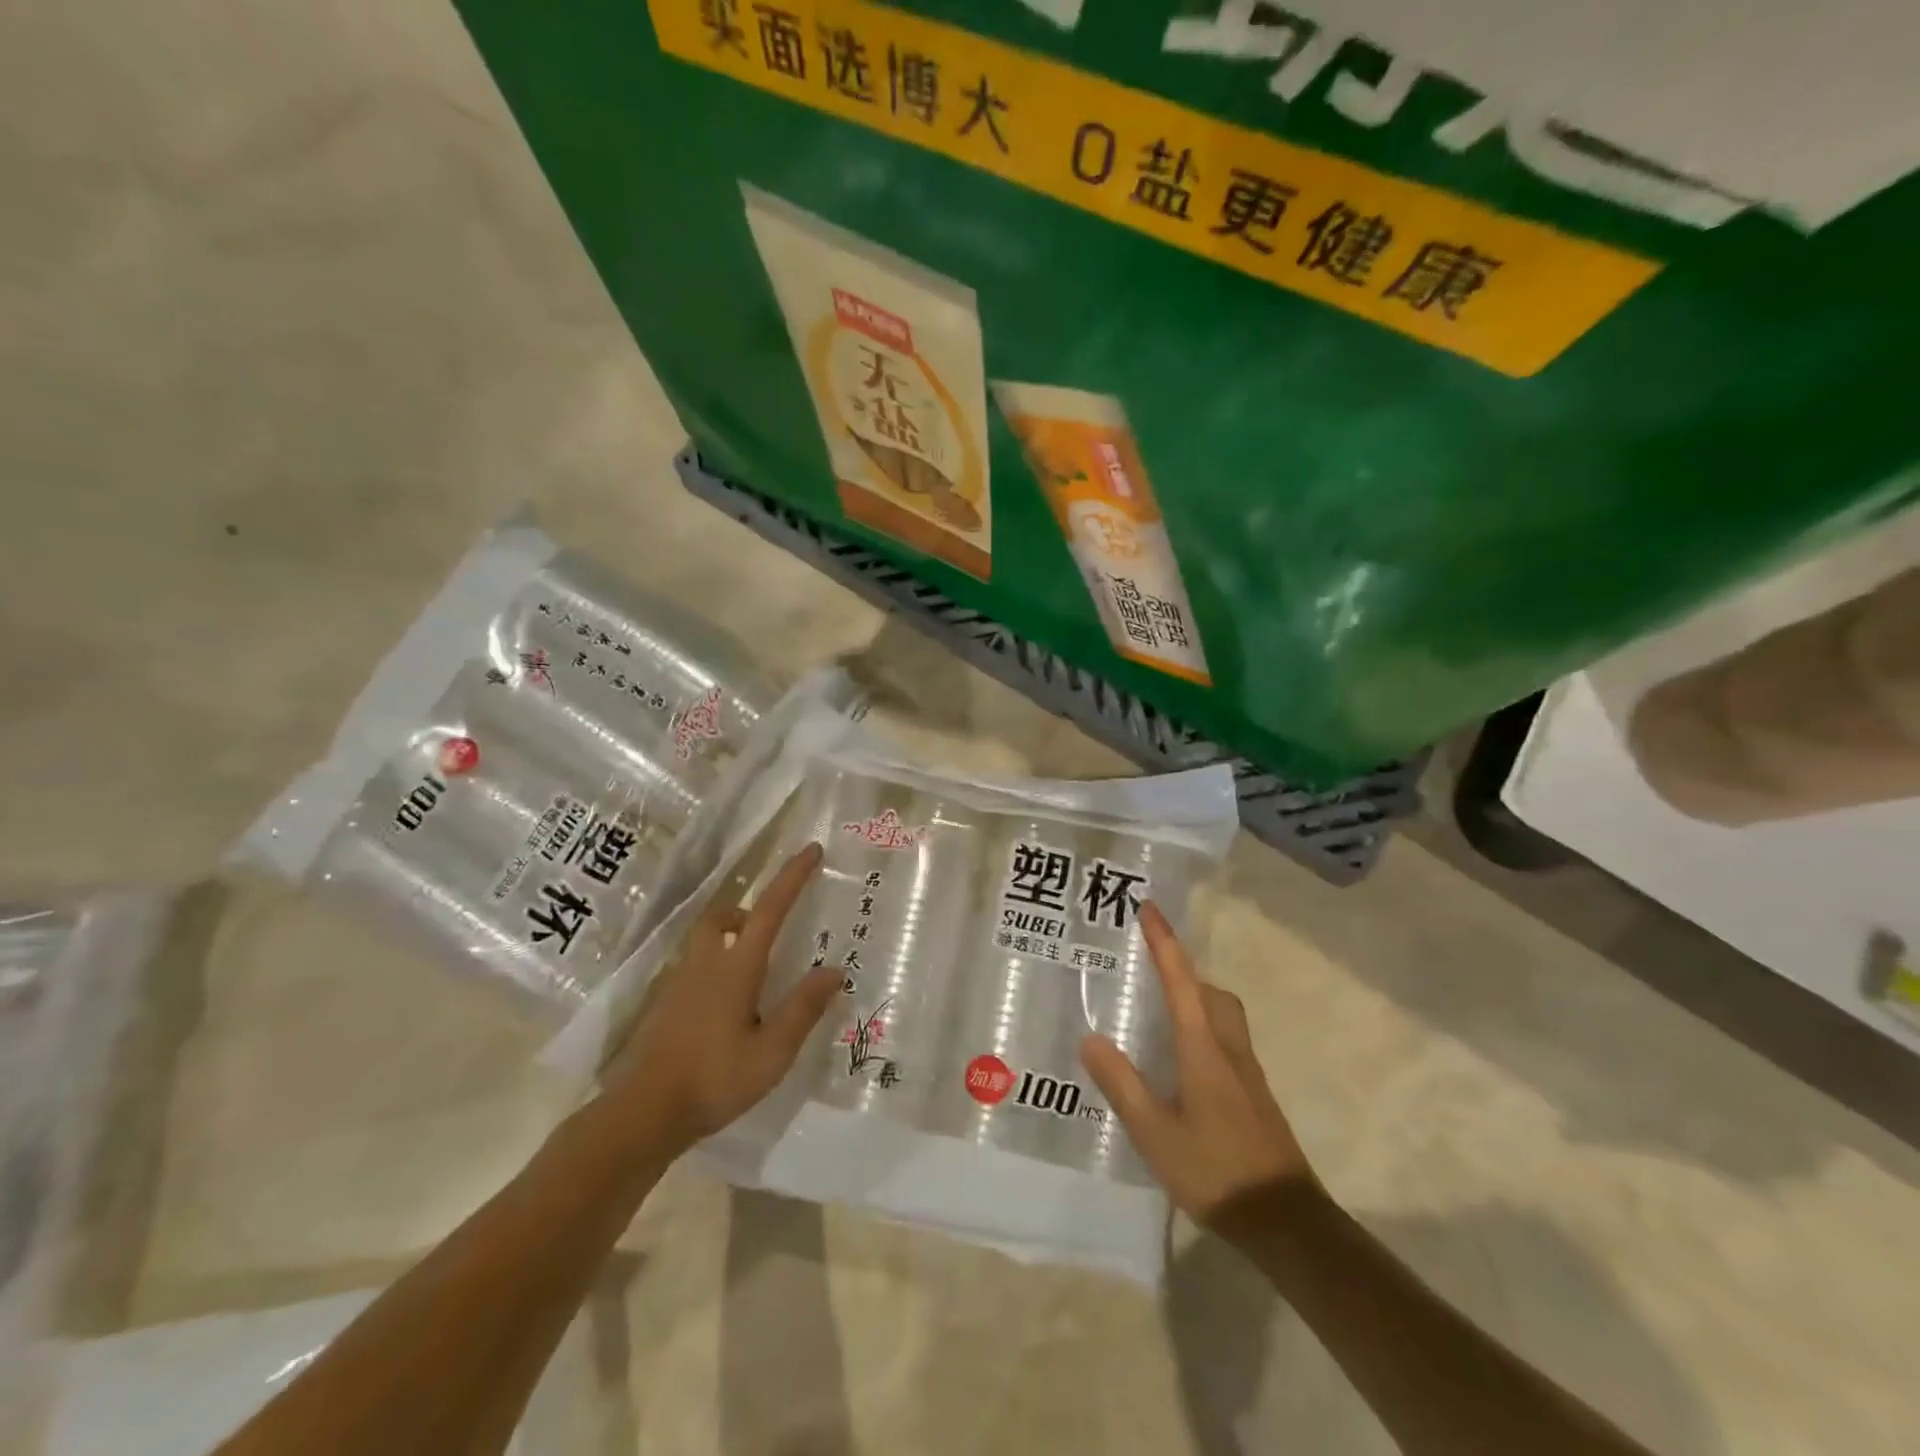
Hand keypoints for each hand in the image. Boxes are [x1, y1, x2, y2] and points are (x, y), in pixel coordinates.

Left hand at [602, 843, 838, 1156]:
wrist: (645, 1114)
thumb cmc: (715, 1080)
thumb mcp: (772, 1052)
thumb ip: (803, 1008)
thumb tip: (835, 969)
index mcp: (736, 968)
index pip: (770, 910)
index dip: (792, 877)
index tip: (811, 849)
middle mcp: (705, 964)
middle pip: (724, 915)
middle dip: (750, 907)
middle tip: (772, 923)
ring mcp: (680, 982)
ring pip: (706, 938)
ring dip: (731, 932)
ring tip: (755, 963)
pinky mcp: (666, 1003)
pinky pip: (695, 963)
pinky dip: (716, 962)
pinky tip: (727, 999)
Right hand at [1081, 902, 1315, 1224]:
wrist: (1284, 1221)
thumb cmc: (1215, 1170)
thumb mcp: (1155, 1132)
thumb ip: (1122, 1084)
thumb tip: (1091, 1038)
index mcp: (1203, 1048)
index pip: (1181, 981)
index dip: (1164, 942)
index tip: (1149, 908)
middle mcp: (1229, 1049)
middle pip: (1211, 992)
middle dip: (1183, 970)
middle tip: (1150, 968)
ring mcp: (1246, 1072)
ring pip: (1223, 1015)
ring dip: (1195, 998)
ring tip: (1160, 1010)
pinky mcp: (1254, 1095)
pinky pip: (1226, 1041)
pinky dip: (1203, 1029)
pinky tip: (1181, 1062)